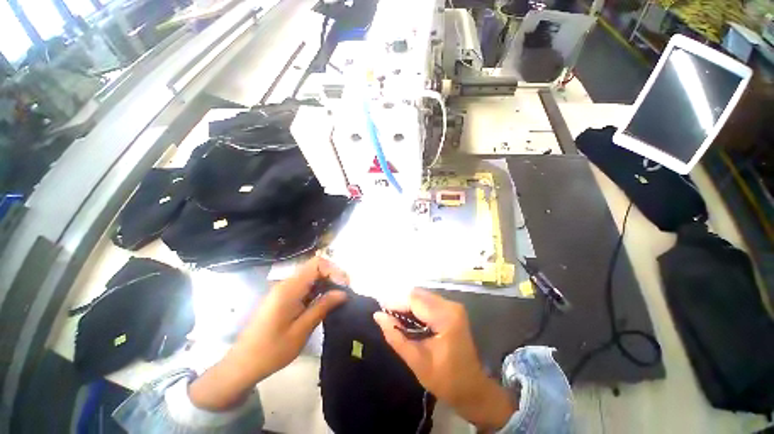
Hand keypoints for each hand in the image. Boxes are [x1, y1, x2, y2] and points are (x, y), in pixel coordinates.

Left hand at [190, 256, 347, 409]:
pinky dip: (318, 291)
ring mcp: (284, 290)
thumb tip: (343, 293)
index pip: (317, 264)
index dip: (334, 270)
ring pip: (312, 276)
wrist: (242, 365)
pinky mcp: (284, 298)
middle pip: (315, 268)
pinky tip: (325, 304)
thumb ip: (322, 307)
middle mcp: (286, 284)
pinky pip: (306, 286)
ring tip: (338, 300)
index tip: (344, 286)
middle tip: (345, 294)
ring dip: (327, 284)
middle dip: (333, 276)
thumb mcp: (301, 331)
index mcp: (289, 289)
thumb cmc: (271, 351)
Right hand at [374, 289, 514, 430]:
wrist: (473, 389)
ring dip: (408, 305)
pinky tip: (409, 319)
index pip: (414, 300)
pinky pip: (428, 302)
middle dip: (401, 303)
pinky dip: (416, 308)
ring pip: (422, 297)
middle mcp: (450, 305)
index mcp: (445, 316)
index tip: (380, 311)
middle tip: (386, 316)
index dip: (395, 303)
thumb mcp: (416, 360)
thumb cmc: (445, 380)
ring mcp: (453, 306)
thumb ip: (395, 336)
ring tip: (395, 318)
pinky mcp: (452, 310)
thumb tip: (378, 315)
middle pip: (419, 295)